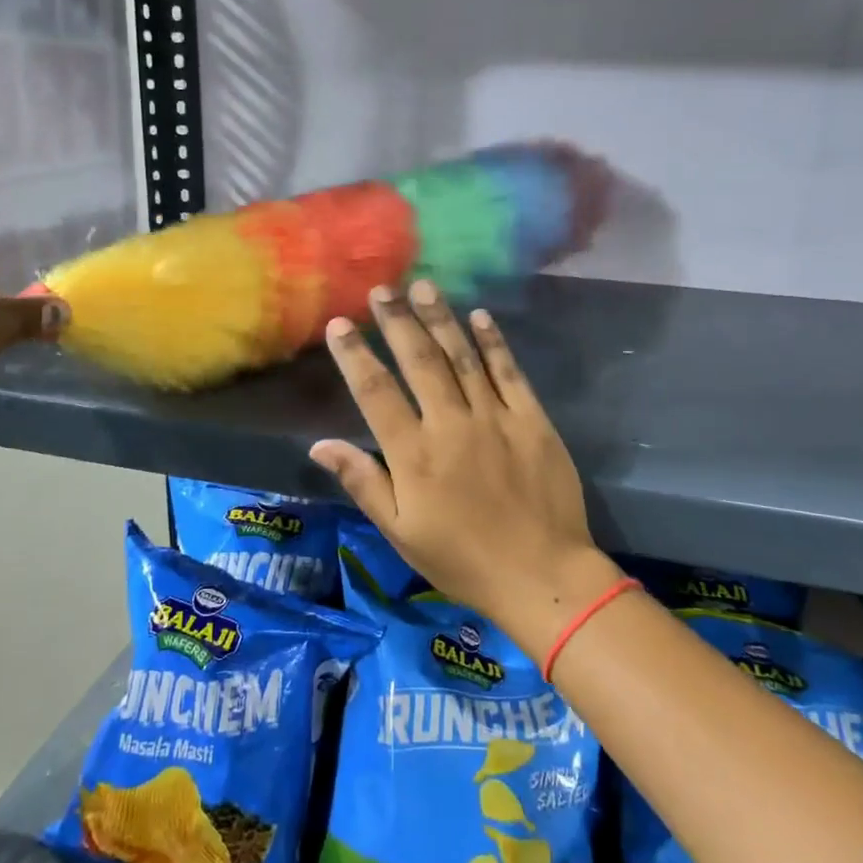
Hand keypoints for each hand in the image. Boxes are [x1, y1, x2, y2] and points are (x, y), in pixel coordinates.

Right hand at [310, 282, 622, 661]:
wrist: (542, 576)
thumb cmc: (463, 560)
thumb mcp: (401, 532)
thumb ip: (363, 483)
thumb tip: (320, 445)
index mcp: (414, 455)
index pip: (375, 392)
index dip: (354, 355)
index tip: (339, 324)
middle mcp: (451, 425)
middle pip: (419, 361)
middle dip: (397, 321)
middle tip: (382, 288)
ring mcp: (495, 418)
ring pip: (462, 357)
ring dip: (441, 318)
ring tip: (423, 286)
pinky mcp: (532, 420)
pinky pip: (509, 372)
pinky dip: (493, 342)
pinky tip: (480, 316)